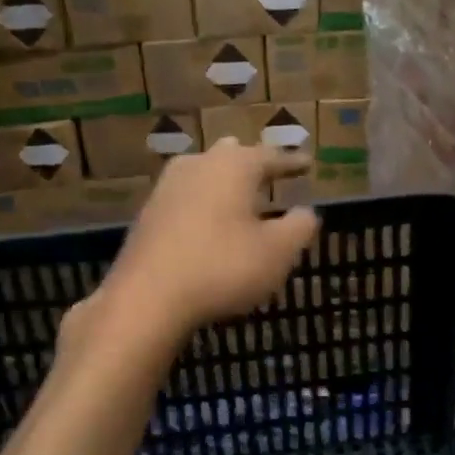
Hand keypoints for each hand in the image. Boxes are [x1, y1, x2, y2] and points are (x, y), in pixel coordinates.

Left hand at [95, 139, 317, 339]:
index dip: (292, 162)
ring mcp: (167, 188)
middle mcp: (198, 165)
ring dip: (223, 183)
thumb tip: (307, 212)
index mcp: (234, 166)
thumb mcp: (277, 252)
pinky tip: (207, 222)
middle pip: (231, 156)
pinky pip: (186, 199)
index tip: (307, 163)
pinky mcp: (148, 215)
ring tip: (238, 194)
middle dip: (251, 163)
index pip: (271, 156)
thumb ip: (299, 227)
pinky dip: (203, 205)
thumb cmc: (222, 268)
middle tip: (269, 171)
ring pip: (203, 174)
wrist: (147, 298)